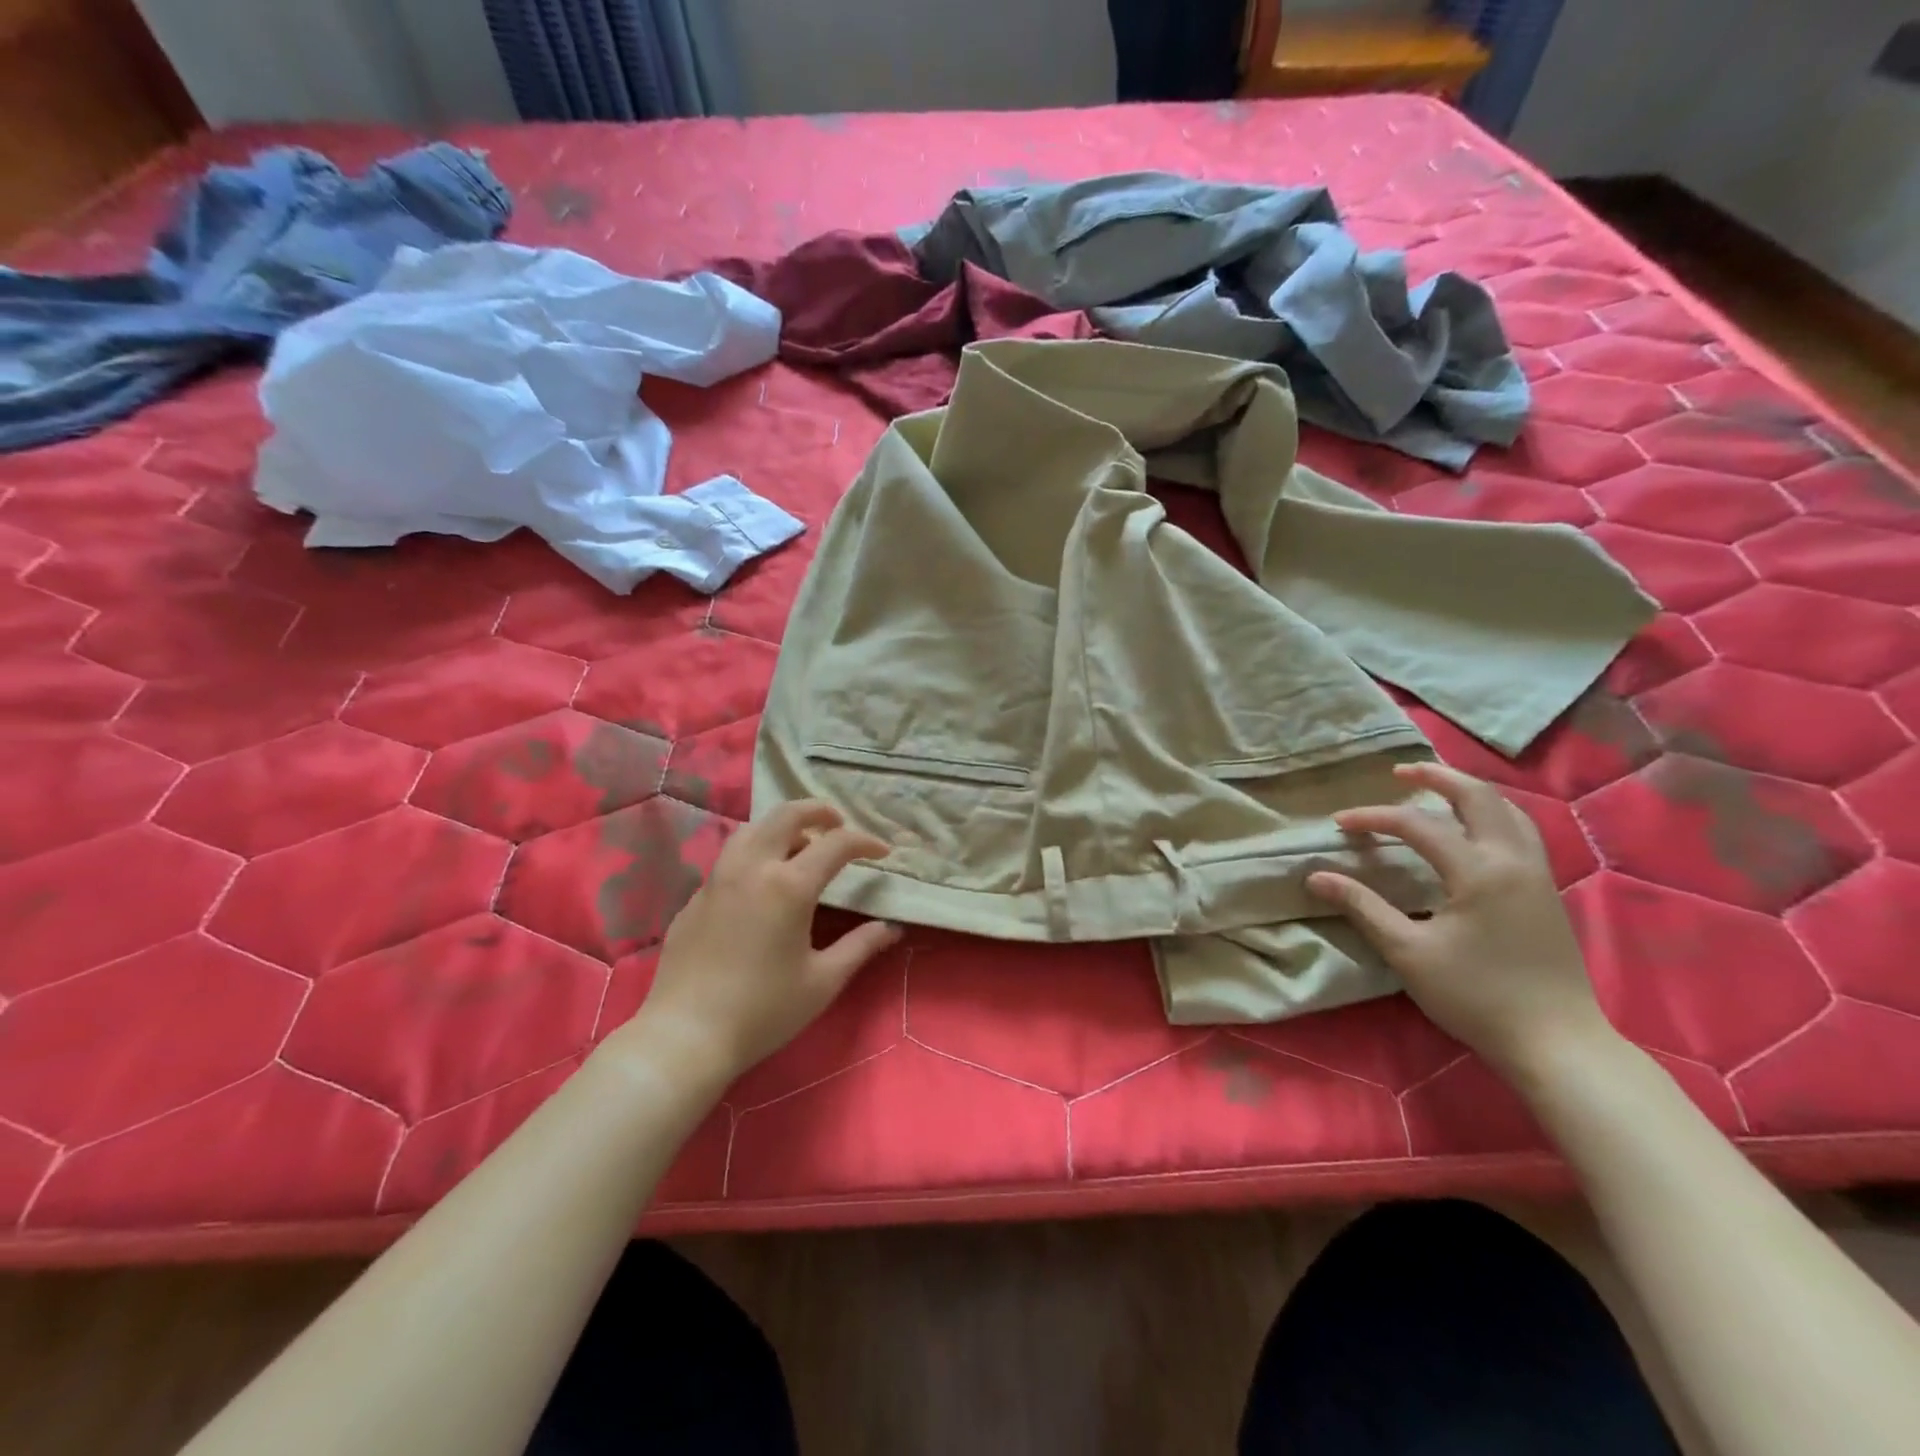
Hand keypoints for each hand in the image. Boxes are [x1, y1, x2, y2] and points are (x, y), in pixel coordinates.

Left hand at [622, 801, 900, 1083]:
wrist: (685, 1036)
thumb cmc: (763, 1010)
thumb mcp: (822, 981)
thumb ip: (861, 946)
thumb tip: (891, 927)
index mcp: (789, 886)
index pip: (836, 844)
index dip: (865, 841)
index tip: (882, 852)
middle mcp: (752, 868)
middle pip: (787, 814)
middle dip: (819, 811)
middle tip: (839, 825)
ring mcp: (718, 879)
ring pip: (752, 830)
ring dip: (782, 827)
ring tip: (800, 847)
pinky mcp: (695, 897)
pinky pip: (730, 859)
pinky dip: (755, 854)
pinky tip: (761, 885)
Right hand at [1306, 761, 1615, 1078]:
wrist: (1557, 1042)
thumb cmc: (1476, 996)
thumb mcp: (1407, 952)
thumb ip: (1362, 907)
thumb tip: (1316, 876)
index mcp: (1478, 871)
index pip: (1417, 825)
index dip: (1373, 818)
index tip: (1339, 825)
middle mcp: (1512, 860)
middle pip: (1477, 797)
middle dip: (1436, 778)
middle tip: (1400, 772)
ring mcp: (1536, 874)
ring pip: (1507, 811)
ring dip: (1469, 792)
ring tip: (1437, 789)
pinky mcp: (1546, 891)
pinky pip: (1520, 832)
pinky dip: (1492, 814)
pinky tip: (1475, 829)